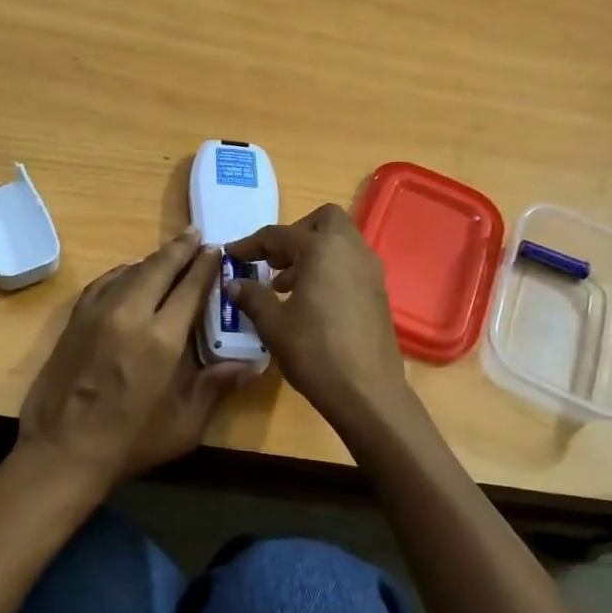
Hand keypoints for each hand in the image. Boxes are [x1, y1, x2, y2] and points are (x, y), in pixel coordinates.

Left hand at [15, 228, 253, 498]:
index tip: (215, 250)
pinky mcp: (76, 319)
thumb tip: (252, 365)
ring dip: (153, 258)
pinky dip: (123, 271)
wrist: (62, 451)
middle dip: (180, 249)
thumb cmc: (130, 442)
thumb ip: (216, 387)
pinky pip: (104, 282)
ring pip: (130, 270)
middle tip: (195, 235)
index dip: (205, 266)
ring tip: (170, 252)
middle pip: (159, 267)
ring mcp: (98, 313)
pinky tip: (130, 272)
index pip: (189, 287)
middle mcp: (130, 314)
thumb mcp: (184, 424)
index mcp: (162, 339)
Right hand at [226, 204, 409, 426]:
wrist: (367, 391)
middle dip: (295, 234)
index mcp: (322, 249)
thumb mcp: (273, 324)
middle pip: (323, 221)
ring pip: (340, 243)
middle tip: (274, 261)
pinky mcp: (379, 292)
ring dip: (312, 253)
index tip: (232, 254)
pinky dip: (329, 270)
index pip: (279, 235)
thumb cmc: (315, 351)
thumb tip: (235, 283)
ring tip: (285, 285)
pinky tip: (310, 301)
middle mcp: (351, 250)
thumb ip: (252, 297)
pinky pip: (350, 265)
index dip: (251, 244)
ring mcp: (370, 270)